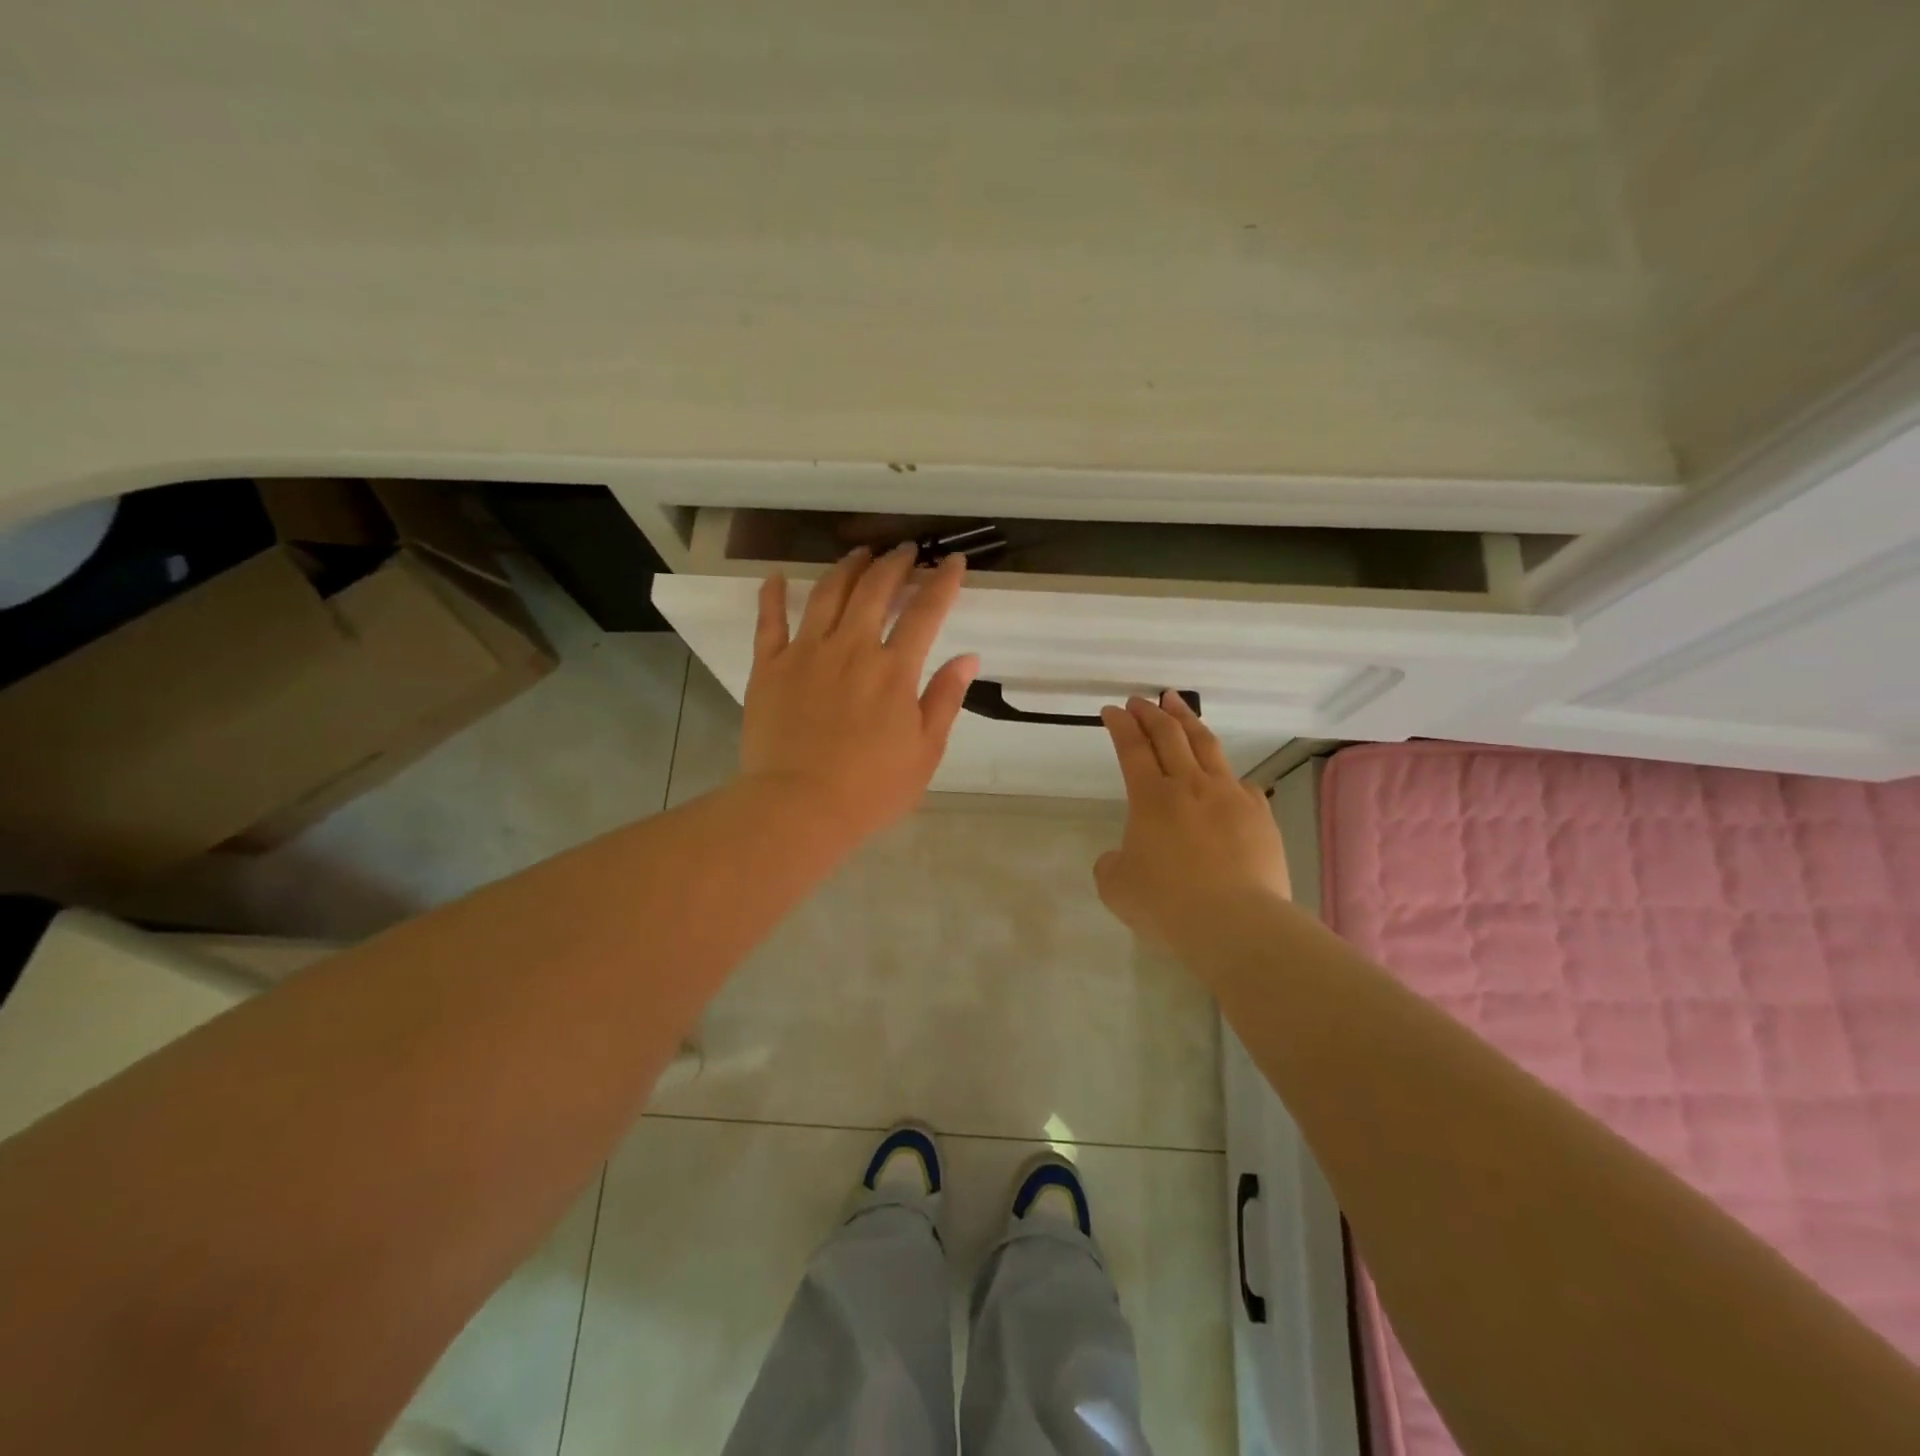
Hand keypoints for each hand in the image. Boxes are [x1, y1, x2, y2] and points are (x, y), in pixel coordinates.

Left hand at [740, 545, 978, 841]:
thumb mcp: (925, 752)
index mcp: (894, 670)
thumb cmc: (870, 789)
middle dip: (895, 564)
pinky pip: (770, 621)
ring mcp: (806, 653)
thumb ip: (945, 699)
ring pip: (827, 594)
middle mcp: (851, 648)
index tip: (952, 561)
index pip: (925, 612)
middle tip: (905, 551)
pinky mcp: (770, 667)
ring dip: (847, 568)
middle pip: (875, 590)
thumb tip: (968, 657)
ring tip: (860, 554)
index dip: (942, 581)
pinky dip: (773, 595)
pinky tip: (778, 576)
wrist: (798, 807)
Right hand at [1094, 691, 1290, 951]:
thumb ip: (1112, 864)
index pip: (1132, 748)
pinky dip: (1226, 775)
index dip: (1120, 725)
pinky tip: (1225, 778)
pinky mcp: (1260, 815)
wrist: (1236, 923)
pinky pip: (1241, 784)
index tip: (1112, 710)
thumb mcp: (1117, 888)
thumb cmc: (1167, 905)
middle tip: (1141, 700)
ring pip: (1206, 745)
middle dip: (1151, 713)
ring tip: (1177, 704)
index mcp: (1151, 798)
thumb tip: (1123, 856)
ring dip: (1187, 721)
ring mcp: (1230, 796)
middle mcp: (1190, 786)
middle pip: (1169, 735)